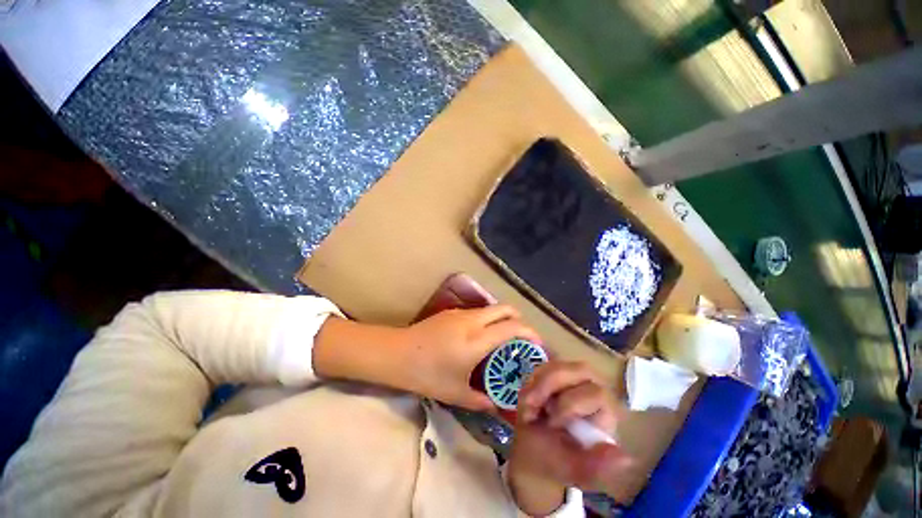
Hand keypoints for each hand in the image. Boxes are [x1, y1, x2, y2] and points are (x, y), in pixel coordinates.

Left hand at [400, 306, 540, 410]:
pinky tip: (479, 336)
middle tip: (522, 337)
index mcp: (477, 340)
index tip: (537, 343)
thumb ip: (480, 401)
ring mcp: (460, 313)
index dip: (529, 332)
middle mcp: (472, 321)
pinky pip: (477, 312)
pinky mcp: (451, 312)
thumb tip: (495, 406)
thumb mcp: (455, 393)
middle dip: (518, 318)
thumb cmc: (427, 374)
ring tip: (501, 338)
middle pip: (504, 308)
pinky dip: (486, 319)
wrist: (397, 353)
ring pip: (490, 308)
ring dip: (501, 318)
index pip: (511, 327)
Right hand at [509, 361, 635, 514]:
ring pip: (560, 363)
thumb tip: (627, 458)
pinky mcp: (555, 375)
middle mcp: (594, 391)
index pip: (598, 394)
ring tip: (529, 403)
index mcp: (605, 415)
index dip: (571, 404)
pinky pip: (545, 365)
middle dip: (550, 385)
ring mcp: (573, 380)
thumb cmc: (553, 462)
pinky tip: (527, 397)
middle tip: (532, 405)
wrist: (530, 452)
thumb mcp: (573, 469)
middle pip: (581, 369)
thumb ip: (597, 465)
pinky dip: (532, 379)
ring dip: (539, 382)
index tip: (551, 424)